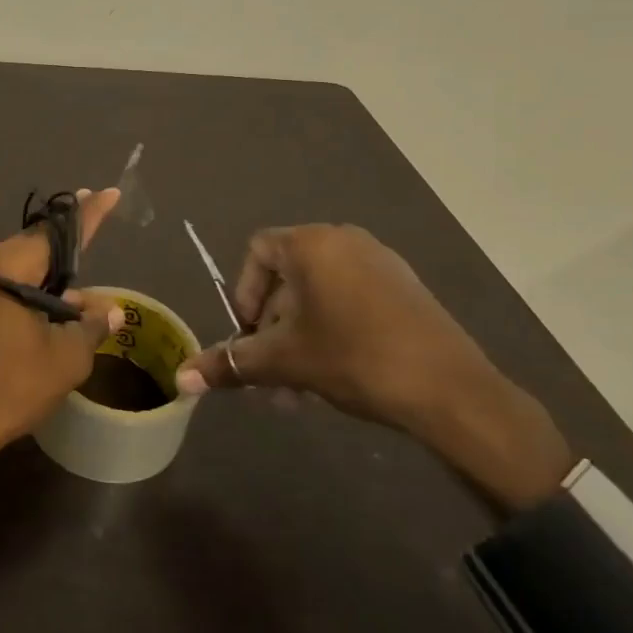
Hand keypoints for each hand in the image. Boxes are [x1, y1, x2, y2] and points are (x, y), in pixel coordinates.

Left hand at [0, 188, 124, 500]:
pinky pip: (6, 286)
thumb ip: (91, 326)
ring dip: (51, 274)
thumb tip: (111, 310)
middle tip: (95, 222)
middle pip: (35, 245)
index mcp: (9, 267)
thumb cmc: (11, 386)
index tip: (108, 193)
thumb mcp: (65, 358)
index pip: (57, 232)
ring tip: (82, 284)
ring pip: (20, 268)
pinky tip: (54, 307)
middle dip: (67, 242)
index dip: (87, 214)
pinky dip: (32, 290)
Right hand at [174, 225, 573, 513]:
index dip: (244, 293)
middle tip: (272, 373)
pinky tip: (335, 378)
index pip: (257, 250)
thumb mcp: (285, 361)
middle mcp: (345, 240)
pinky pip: (351, 301)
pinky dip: (332, 332)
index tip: (250, 336)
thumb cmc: (355, 359)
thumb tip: (180, 380)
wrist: (452, 391)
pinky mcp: (405, 289)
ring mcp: (381, 263)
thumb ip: (230, 363)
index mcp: (312, 244)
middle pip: (288, 278)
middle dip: (272, 329)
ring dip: (300, 338)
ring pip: (319, 296)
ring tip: (300, 389)